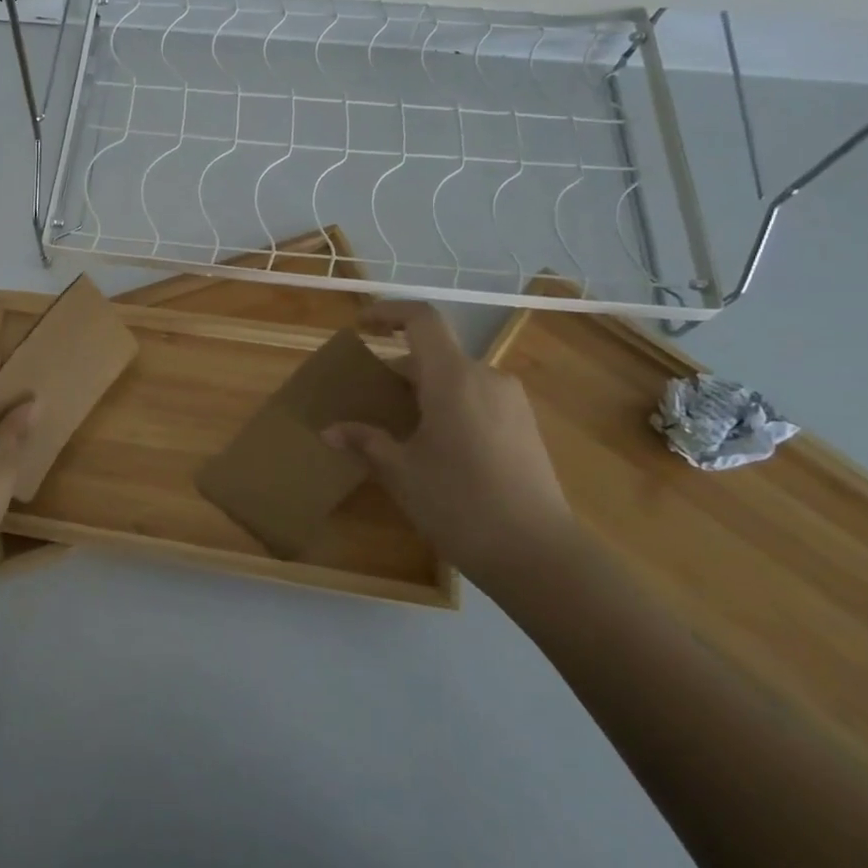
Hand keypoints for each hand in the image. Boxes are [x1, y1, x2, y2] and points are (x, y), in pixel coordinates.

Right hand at [324, 302, 576, 586]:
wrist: (538, 555)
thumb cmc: (460, 505)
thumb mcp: (401, 473)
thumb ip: (366, 441)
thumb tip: (330, 431)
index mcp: (453, 378)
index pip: (422, 319)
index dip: (388, 312)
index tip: (362, 326)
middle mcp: (487, 377)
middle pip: (435, 354)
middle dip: (398, 369)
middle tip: (370, 399)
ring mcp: (511, 402)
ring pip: (457, 379)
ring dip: (424, 391)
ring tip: (400, 428)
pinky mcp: (525, 426)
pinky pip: (477, 399)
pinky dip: (449, 406)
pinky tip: (437, 447)